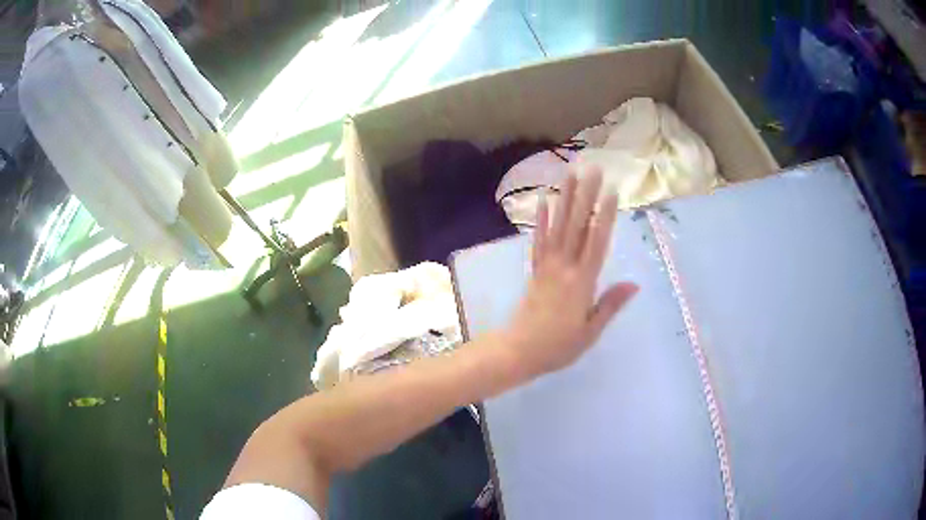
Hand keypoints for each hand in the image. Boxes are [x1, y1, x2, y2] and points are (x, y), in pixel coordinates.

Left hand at [501, 167, 638, 380]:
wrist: (518, 351)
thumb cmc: (558, 346)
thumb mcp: (590, 332)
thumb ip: (610, 305)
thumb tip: (634, 284)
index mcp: (582, 283)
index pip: (596, 242)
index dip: (605, 216)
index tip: (611, 191)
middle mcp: (564, 267)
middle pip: (577, 226)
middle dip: (586, 195)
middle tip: (593, 169)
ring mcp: (546, 266)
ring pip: (558, 226)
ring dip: (565, 198)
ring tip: (571, 173)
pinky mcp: (534, 270)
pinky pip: (539, 240)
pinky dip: (542, 220)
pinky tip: (544, 201)